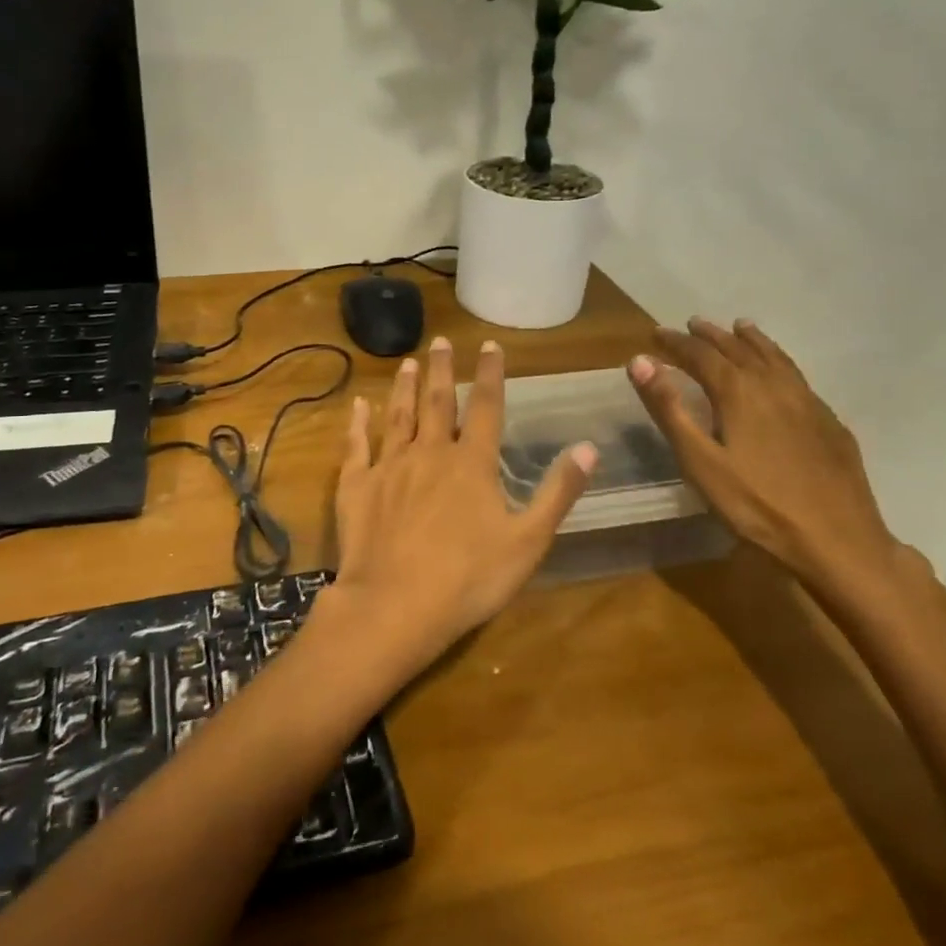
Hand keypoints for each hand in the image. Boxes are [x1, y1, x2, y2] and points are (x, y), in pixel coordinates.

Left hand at [321, 337, 597, 680]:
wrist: (395, 605)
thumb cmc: (468, 578)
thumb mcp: (528, 541)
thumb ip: (557, 492)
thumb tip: (588, 447)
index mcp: (471, 463)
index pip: (485, 406)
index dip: (489, 373)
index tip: (489, 345)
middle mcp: (429, 453)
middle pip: (437, 402)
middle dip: (441, 369)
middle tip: (439, 340)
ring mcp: (389, 466)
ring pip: (398, 416)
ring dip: (404, 387)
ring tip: (407, 362)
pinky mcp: (357, 486)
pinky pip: (357, 445)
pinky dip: (358, 423)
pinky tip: (359, 405)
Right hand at [628, 318, 902, 595]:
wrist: (838, 541)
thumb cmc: (757, 505)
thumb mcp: (700, 461)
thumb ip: (669, 409)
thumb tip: (640, 362)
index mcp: (740, 392)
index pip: (701, 355)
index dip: (676, 343)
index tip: (656, 333)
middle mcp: (775, 386)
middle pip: (739, 350)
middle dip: (712, 336)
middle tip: (692, 324)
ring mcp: (808, 402)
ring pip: (775, 358)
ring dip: (751, 340)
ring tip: (740, 328)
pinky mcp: (829, 422)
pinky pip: (797, 376)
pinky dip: (779, 360)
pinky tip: (780, 373)